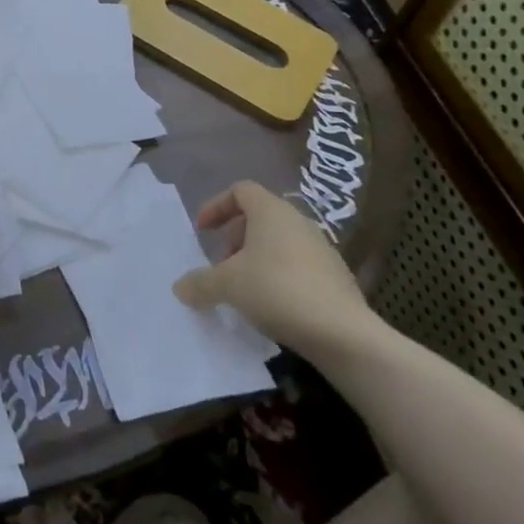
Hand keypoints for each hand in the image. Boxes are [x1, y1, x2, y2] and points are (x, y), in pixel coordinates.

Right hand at [171, 180, 373, 355]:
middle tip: (222, 265)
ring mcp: (321, 248)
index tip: (202, 231)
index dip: (216, 206)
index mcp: (271, 211)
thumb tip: (180, 287)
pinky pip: (297, 265)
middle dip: (234, 238)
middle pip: (259, 217)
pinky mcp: (335, 276)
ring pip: (279, 242)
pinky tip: (271, 306)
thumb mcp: (227, 285)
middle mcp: (298, 221)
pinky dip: (278, 276)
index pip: (240, 190)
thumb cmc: (277, 290)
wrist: (343, 332)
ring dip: (255, 259)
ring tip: (243, 289)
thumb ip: (199, 282)